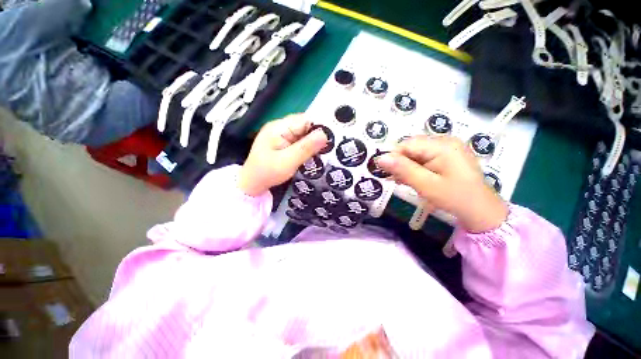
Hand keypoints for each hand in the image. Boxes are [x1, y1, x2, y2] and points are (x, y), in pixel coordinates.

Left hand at [238, 114, 327, 196]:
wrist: (252, 184)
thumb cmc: (267, 173)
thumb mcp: (288, 162)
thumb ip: (306, 148)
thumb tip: (325, 134)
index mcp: (279, 127)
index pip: (305, 120)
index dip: (319, 127)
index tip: (332, 139)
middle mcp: (280, 127)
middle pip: (305, 126)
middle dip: (317, 136)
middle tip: (330, 148)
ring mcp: (281, 135)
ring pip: (303, 134)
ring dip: (313, 143)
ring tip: (323, 152)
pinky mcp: (283, 143)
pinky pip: (299, 141)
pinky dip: (307, 147)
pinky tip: (313, 155)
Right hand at [376, 136, 507, 232]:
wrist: (481, 210)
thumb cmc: (455, 198)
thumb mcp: (426, 185)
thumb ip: (403, 170)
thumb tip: (380, 158)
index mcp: (442, 145)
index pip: (407, 144)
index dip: (393, 157)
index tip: (385, 172)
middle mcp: (444, 141)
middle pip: (411, 147)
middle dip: (400, 163)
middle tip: (395, 179)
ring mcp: (447, 148)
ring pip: (416, 153)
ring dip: (406, 167)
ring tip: (402, 181)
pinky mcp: (446, 156)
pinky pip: (424, 158)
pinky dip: (415, 168)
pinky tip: (412, 179)